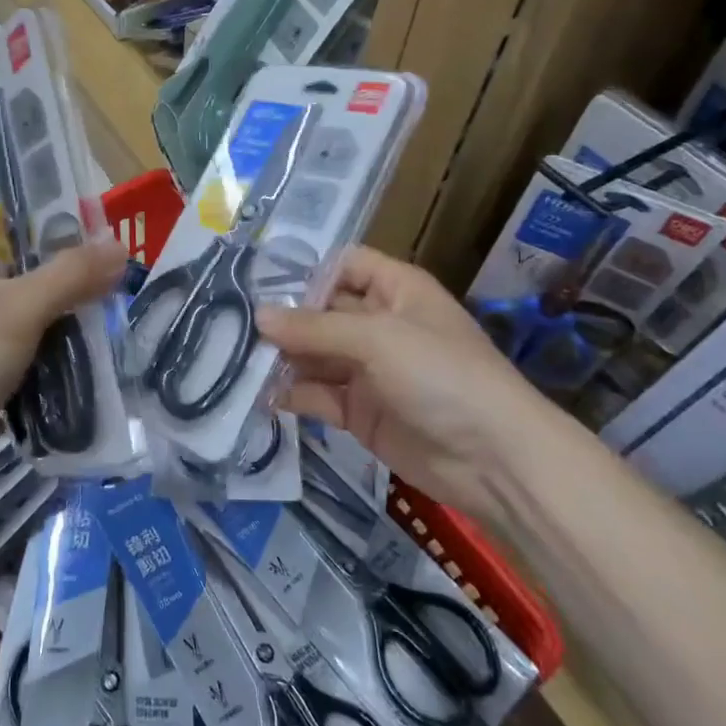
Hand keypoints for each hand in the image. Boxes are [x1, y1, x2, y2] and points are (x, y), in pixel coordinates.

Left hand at [0, 196, 126, 516]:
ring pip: (16, 318)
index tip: (32, 194)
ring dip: (52, 313)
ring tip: (103, 304)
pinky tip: (84, 358)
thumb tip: (118, 245)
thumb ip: (70, 275)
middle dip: (42, 261)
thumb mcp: (19, 308)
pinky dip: (48, 358)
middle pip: (1, 269)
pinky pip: (21, 362)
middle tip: (95, 255)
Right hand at [256, 246, 554, 516]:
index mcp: (395, 290)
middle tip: (231, 324)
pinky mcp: (360, 412)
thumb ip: (315, 328)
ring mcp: (369, 370)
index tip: (257, 282)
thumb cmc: (441, 376)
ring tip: (235, 358)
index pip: (344, 265)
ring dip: (281, 358)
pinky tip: (260, 395)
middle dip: (283, 318)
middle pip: (322, 311)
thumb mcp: (378, 339)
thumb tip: (259, 316)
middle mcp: (379, 324)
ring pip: (315, 355)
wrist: (494, 461)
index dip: (306, 271)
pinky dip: (292, 395)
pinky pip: (318, 395)